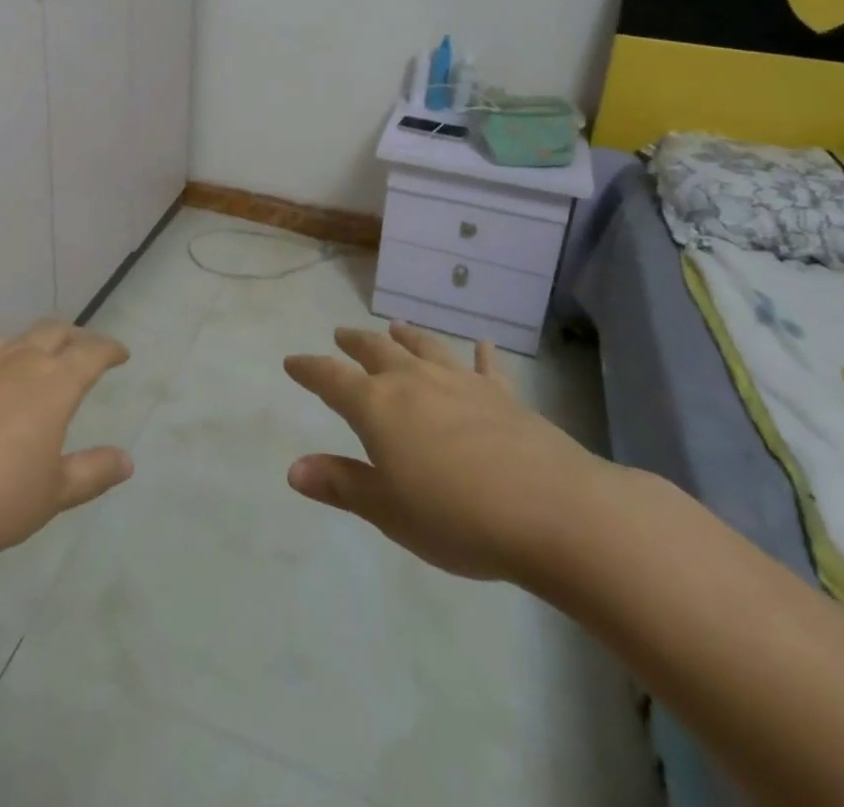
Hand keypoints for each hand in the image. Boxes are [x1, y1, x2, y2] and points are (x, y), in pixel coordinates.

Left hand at [0, 322, 133, 576]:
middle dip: (74, 337)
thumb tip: (127, 459)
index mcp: (53, 382)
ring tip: (32, 363)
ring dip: (30, 345)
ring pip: (12, 339)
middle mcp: (17, 359)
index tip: (121, 354)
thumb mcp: (51, 495)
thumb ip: (92, 472)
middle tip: (83, 350)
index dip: (109, 349)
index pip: (91, 351)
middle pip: (54, 331)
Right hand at [284, 321, 615, 585]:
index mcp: (377, 407)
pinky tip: (482, 343)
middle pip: (376, 350)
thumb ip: (342, 484)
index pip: (331, 379)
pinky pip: (486, 366)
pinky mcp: (502, 395)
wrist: (551, 511)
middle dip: (354, 342)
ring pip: (424, 347)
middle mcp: (413, 381)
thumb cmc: (457, 517)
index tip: (292, 362)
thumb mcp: (389, 510)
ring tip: (395, 325)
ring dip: (406, 335)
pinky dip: (481, 353)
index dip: (309, 370)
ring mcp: (460, 383)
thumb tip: (293, 468)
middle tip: (341, 334)